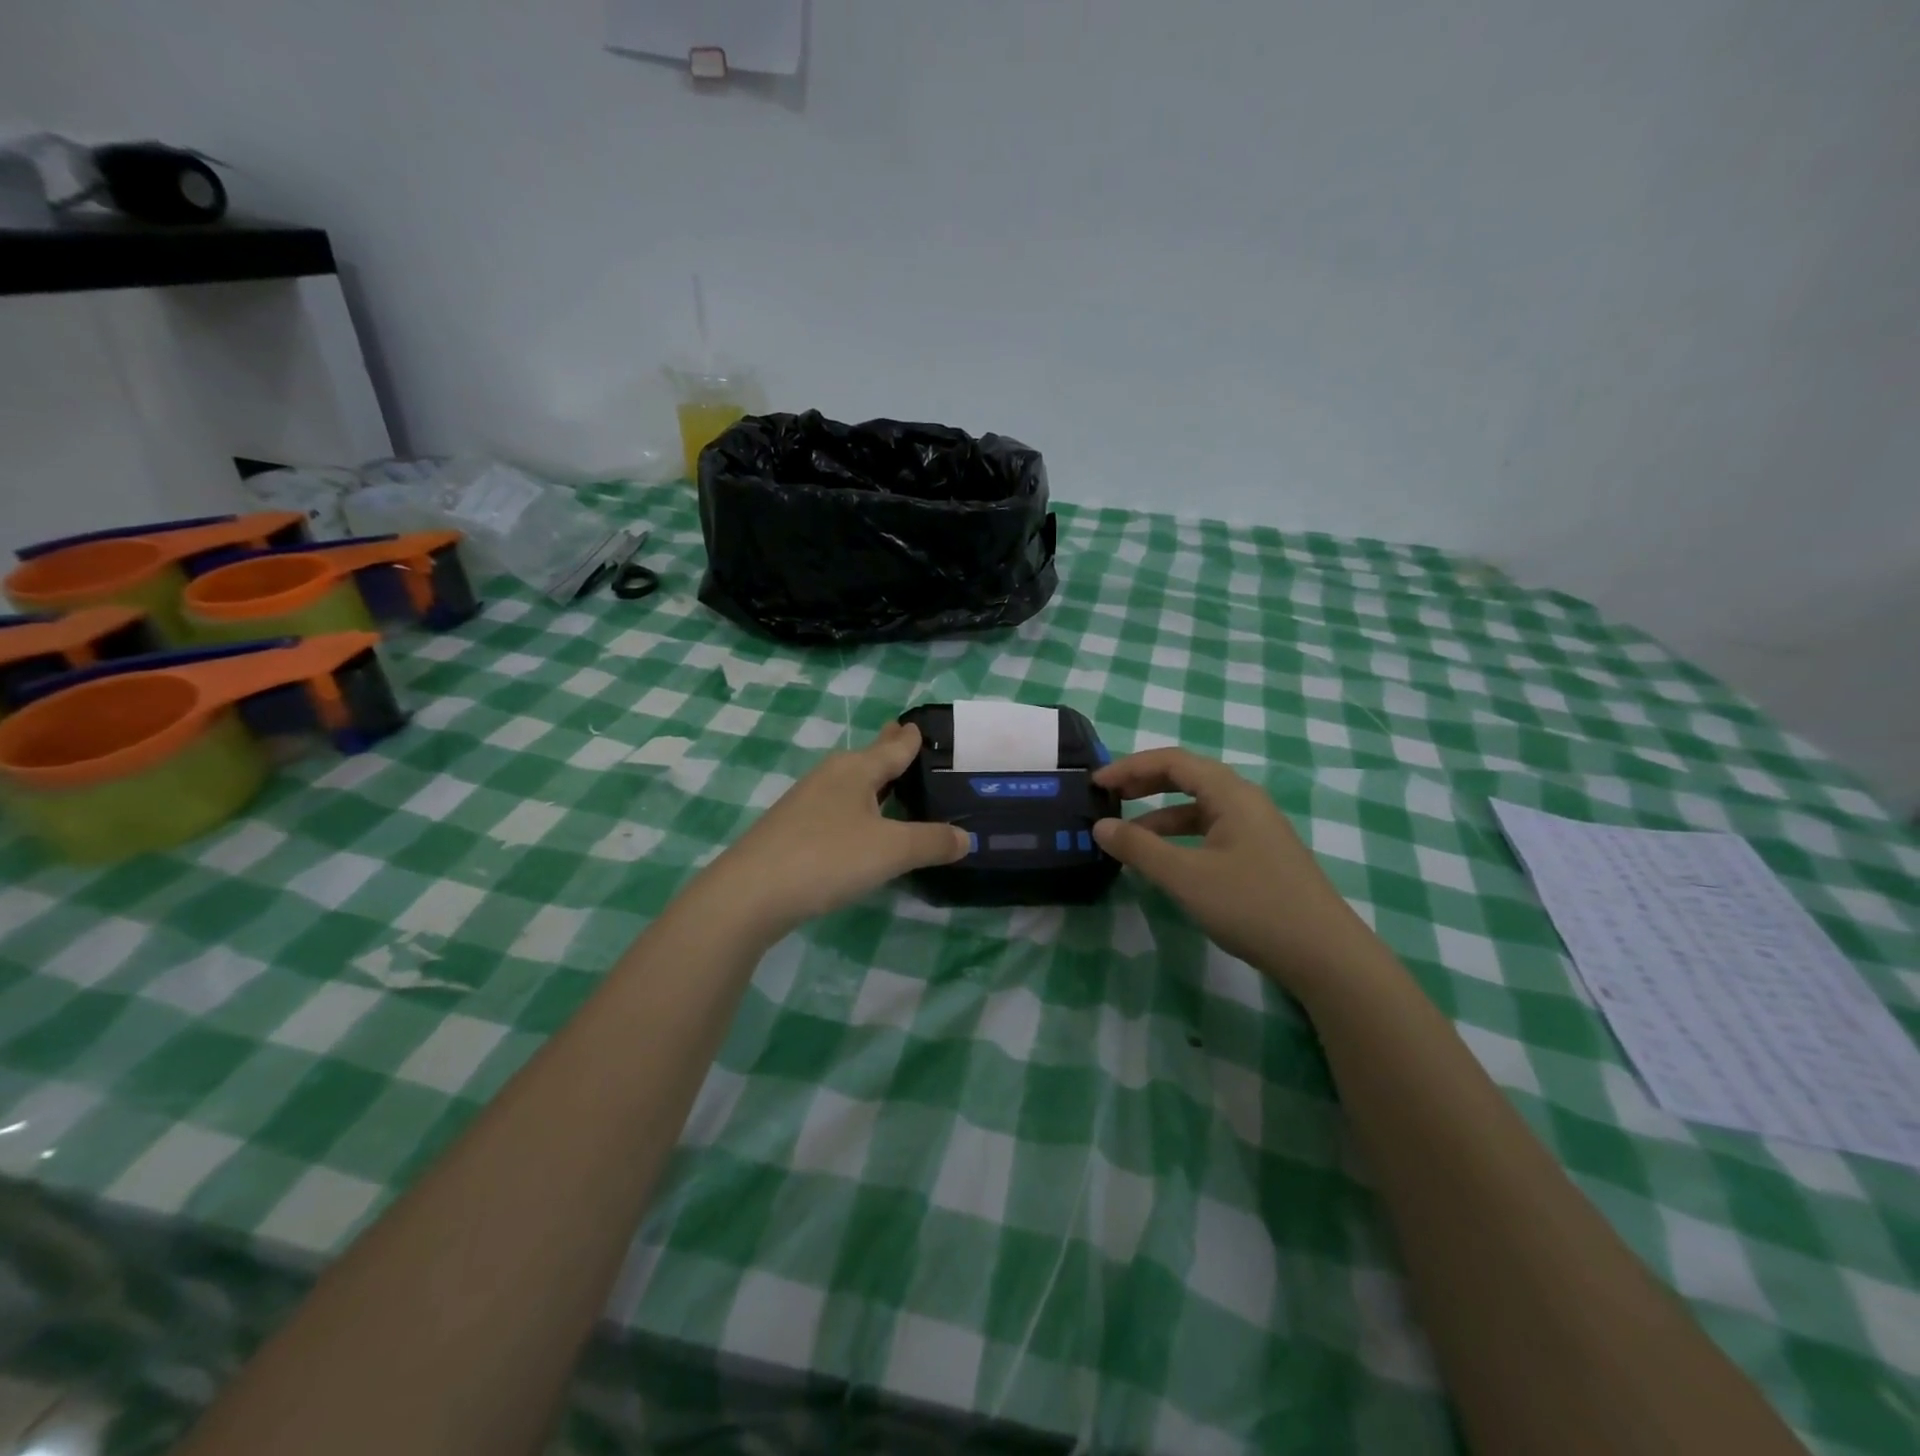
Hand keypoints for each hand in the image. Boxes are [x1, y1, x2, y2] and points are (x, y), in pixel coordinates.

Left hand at [695, 722, 967, 940]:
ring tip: (894, 782)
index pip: (893, 746)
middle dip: (889, 750)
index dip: (911, 737)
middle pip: (868, 758)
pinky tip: (862, 826)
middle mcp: (831, 776)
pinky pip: (837, 808)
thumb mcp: (891, 850)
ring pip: (850, 783)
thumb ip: (931, 841)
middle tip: (910, 740)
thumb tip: (966, 837)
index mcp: (856, 769)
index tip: (923, 724)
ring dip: (873, 782)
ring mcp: (807, 802)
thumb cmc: (828, 857)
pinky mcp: (793, 829)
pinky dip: (858, 808)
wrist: (751, 893)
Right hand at [1092, 749, 1385, 995]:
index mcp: (1231, 793)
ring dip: (1160, 815)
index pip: (1173, 761)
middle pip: (1187, 777)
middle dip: (1144, 784)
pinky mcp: (1260, 855)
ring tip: (1127, 836)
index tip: (1096, 784)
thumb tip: (1100, 826)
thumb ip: (1139, 848)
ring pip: (1199, 808)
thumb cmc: (1252, 905)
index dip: (1130, 767)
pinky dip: (1180, 837)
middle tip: (1109, 798)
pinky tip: (1165, 861)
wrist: (1325, 955)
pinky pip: (1210, 831)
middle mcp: (1245, 801)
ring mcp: (1256, 829)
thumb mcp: (1186, 876)